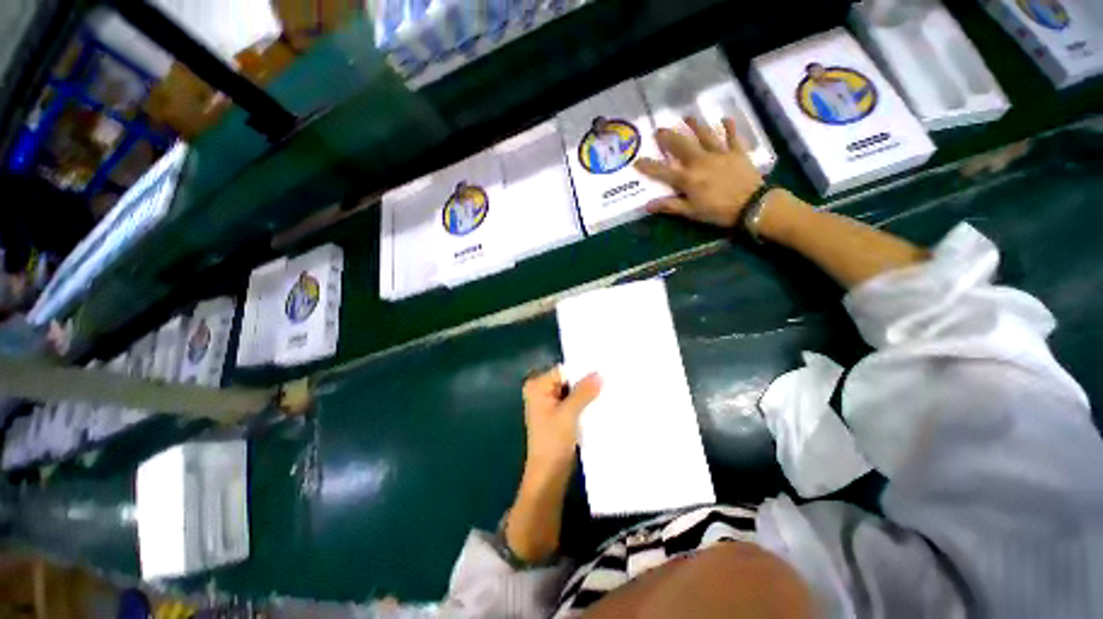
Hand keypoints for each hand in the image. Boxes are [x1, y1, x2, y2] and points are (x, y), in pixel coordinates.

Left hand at [522, 367, 601, 470]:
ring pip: (572, 390)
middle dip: (586, 381)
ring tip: (608, 389)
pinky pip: (573, 401)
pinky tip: (600, 402)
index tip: (603, 370)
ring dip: (587, 393)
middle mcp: (541, 390)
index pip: (564, 370)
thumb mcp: (569, 414)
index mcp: (537, 386)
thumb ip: (584, 392)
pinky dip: (584, 402)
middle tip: (608, 379)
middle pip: (568, 379)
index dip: (582, 371)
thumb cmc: (553, 442)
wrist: (549, 475)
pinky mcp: (558, 413)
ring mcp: (549, 402)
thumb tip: (599, 374)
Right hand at [636, 116, 764, 227]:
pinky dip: (729, 127)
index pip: (662, 171)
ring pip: (705, 135)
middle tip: (660, 129)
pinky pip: (732, 136)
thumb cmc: (718, 211)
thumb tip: (647, 205)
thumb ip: (669, 206)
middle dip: (669, 137)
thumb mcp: (691, 212)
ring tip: (687, 117)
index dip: (648, 166)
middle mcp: (700, 161)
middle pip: (682, 145)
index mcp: (688, 178)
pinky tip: (725, 119)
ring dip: (695, 125)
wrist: (751, 205)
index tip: (637, 161)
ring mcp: (719, 154)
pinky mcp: (736, 152)